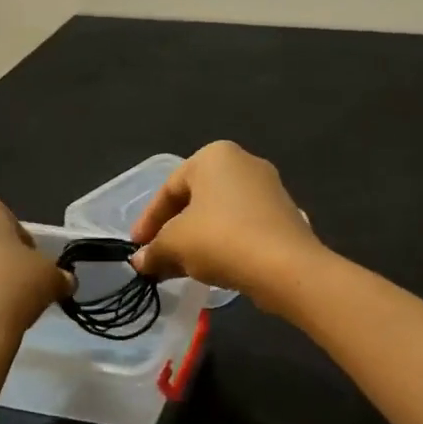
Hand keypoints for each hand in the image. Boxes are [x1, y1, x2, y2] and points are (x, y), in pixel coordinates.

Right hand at [130, 142, 322, 310]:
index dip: (148, 220)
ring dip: (198, 239)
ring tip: (182, 266)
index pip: (170, 188)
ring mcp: (270, 188)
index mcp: (214, 156)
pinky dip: (224, 244)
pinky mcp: (285, 215)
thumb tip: (141, 262)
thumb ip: (154, 250)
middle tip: (157, 256)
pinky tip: (215, 268)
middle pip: (196, 199)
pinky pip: (243, 227)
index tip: (137, 247)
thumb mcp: (175, 245)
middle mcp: (244, 162)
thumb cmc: (221, 240)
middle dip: (174, 230)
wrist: (285, 266)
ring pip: (220, 214)